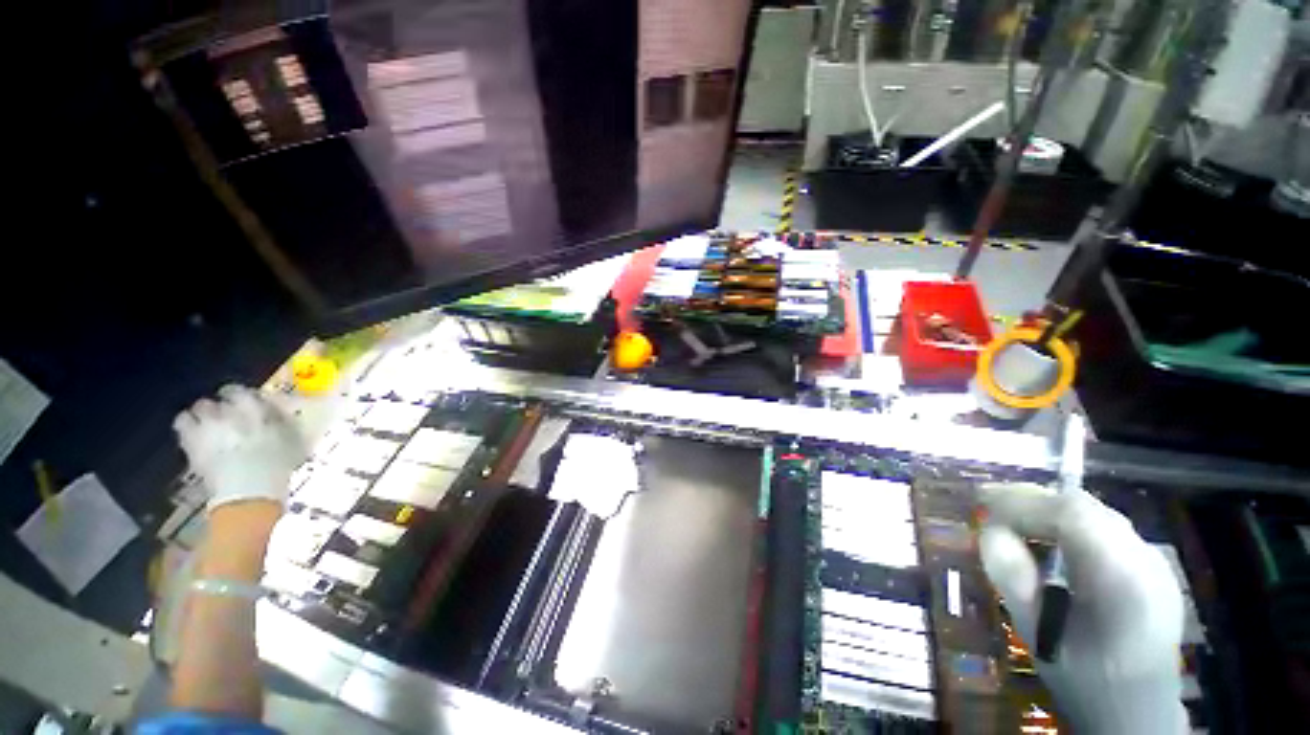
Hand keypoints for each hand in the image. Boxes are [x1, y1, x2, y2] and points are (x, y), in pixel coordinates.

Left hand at [174, 384, 306, 511]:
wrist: (249, 494)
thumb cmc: (277, 468)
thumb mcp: (291, 442)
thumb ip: (281, 423)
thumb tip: (275, 410)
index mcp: (257, 411)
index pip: (244, 392)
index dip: (243, 397)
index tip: (246, 404)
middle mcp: (230, 412)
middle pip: (221, 399)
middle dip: (223, 406)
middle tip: (228, 417)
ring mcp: (208, 425)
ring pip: (200, 407)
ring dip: (205, 414)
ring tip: (209, 425)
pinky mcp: (191, 441)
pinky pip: (182, 422)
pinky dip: (187, 423)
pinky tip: (192, 432)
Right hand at [978, 482, 1187, 734]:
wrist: (1139, 716)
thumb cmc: (1083, 680)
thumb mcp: (1037, 633)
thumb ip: (1012, 577)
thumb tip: (991, 530)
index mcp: (1122, 578)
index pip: (1071, 512)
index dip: (1021, 498)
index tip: (980, 500)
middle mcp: (1146, 559)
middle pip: (1084, 507)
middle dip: (1033, 502)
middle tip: (992, 511)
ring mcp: (1156, 562)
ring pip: (1096, 514)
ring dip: (1051, 513)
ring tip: (1018, 527)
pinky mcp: (1154, 568)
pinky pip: (1107, 530)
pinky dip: (1071, 527)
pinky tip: (1054, 548)